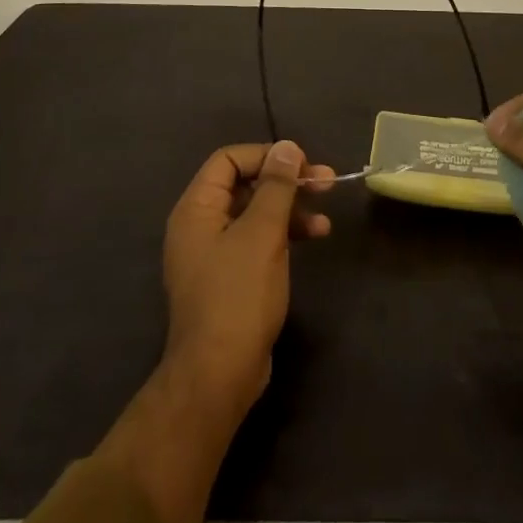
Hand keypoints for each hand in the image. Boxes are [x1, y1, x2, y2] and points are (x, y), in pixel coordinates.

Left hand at [161, 141, 333, 421]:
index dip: (266, 155)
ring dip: (291, 209)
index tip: (301, 164)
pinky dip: (284, 234)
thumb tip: (287, 147)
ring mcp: (214, 253)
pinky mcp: (230, 277)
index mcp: (196, 208)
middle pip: (245, 184)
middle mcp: (200, 225)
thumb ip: (276, 186)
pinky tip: (314, 238)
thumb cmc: (238, 295)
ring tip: (326, 218)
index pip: (228, 159)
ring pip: (255, 213)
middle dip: (286, 181)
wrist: (219, 375)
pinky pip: (257, 240)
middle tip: (326, 182)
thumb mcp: (262, 233)